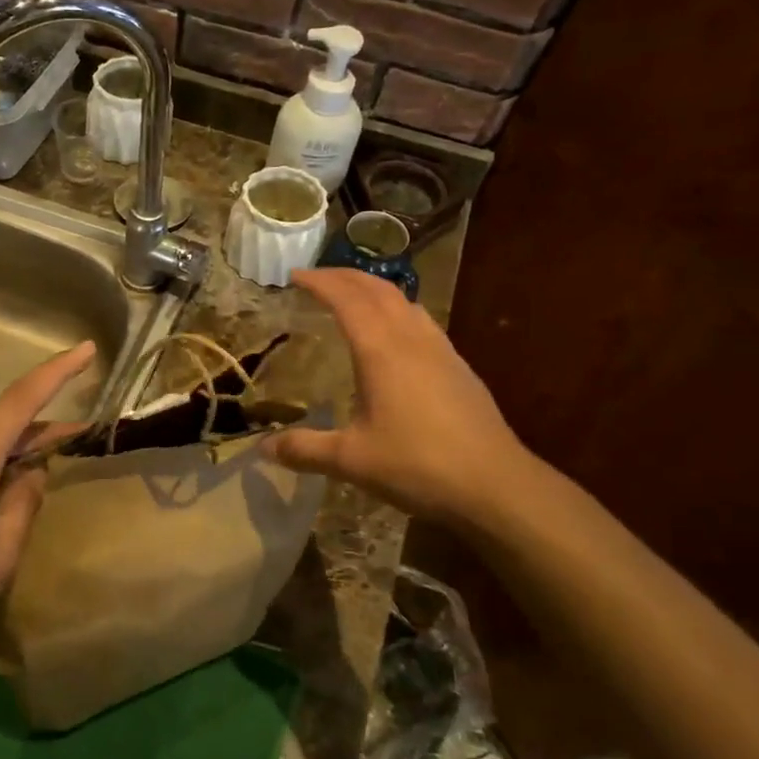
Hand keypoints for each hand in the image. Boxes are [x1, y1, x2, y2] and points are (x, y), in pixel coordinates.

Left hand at [0, 341, 96, 647]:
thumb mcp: (0, 550)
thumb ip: (24, 503)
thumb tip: (31, 473)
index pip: (22, 401)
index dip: (57, 372)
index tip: (86, 349)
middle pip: (5, 426)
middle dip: (43, 430)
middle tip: (83, 437)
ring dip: (16, 455)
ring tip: (43, 477)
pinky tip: (2, 498)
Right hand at [264, 270, 534, 523]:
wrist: (495, 485)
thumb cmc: (418, 465)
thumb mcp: (351, 460)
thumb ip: (304, 449)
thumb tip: (263, 447)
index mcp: (381, 351)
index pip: (346, 299)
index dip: (320, 282)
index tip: (295, 274)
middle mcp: (412, 340)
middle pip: (378, 290)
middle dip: (345, 276)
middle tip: (317, 277)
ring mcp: (441, 351)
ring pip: (405, 301)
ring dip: (374, 289)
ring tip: (352, 296)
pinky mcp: (459, 368)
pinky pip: (421, 321)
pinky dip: (397, 310)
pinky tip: (394, 335)